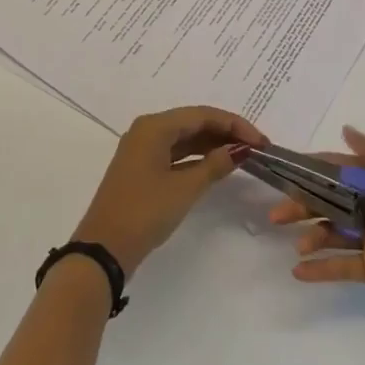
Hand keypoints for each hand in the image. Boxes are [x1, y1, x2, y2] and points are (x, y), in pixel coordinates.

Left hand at [75, 107, 267, 277]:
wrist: (103, 249)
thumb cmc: (144, 212)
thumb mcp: (184, 188)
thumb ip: (214, 165)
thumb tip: (239, 150)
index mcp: (154, 126)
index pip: (203, 115)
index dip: (235, 125)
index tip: (261, 141)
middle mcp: (147, 130)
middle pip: (193, 122)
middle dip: (225, 132)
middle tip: (256, 148)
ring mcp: (142, 150)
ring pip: (185, 138)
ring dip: (213, 145)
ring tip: (242, 156)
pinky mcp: (142, 169)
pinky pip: (175, 153)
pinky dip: (197, 158)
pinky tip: (216, 166)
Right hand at [271, 126, 364, 332]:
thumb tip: (346, 129)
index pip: (341, 171)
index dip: (315, 170)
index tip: (287, 171)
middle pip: (331, 202)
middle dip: (304, 205)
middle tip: (277, 214)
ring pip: (333, 232)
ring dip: (311, 236)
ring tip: (297, 245)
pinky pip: (341, 265)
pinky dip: (320, 268)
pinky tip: (298, 271)